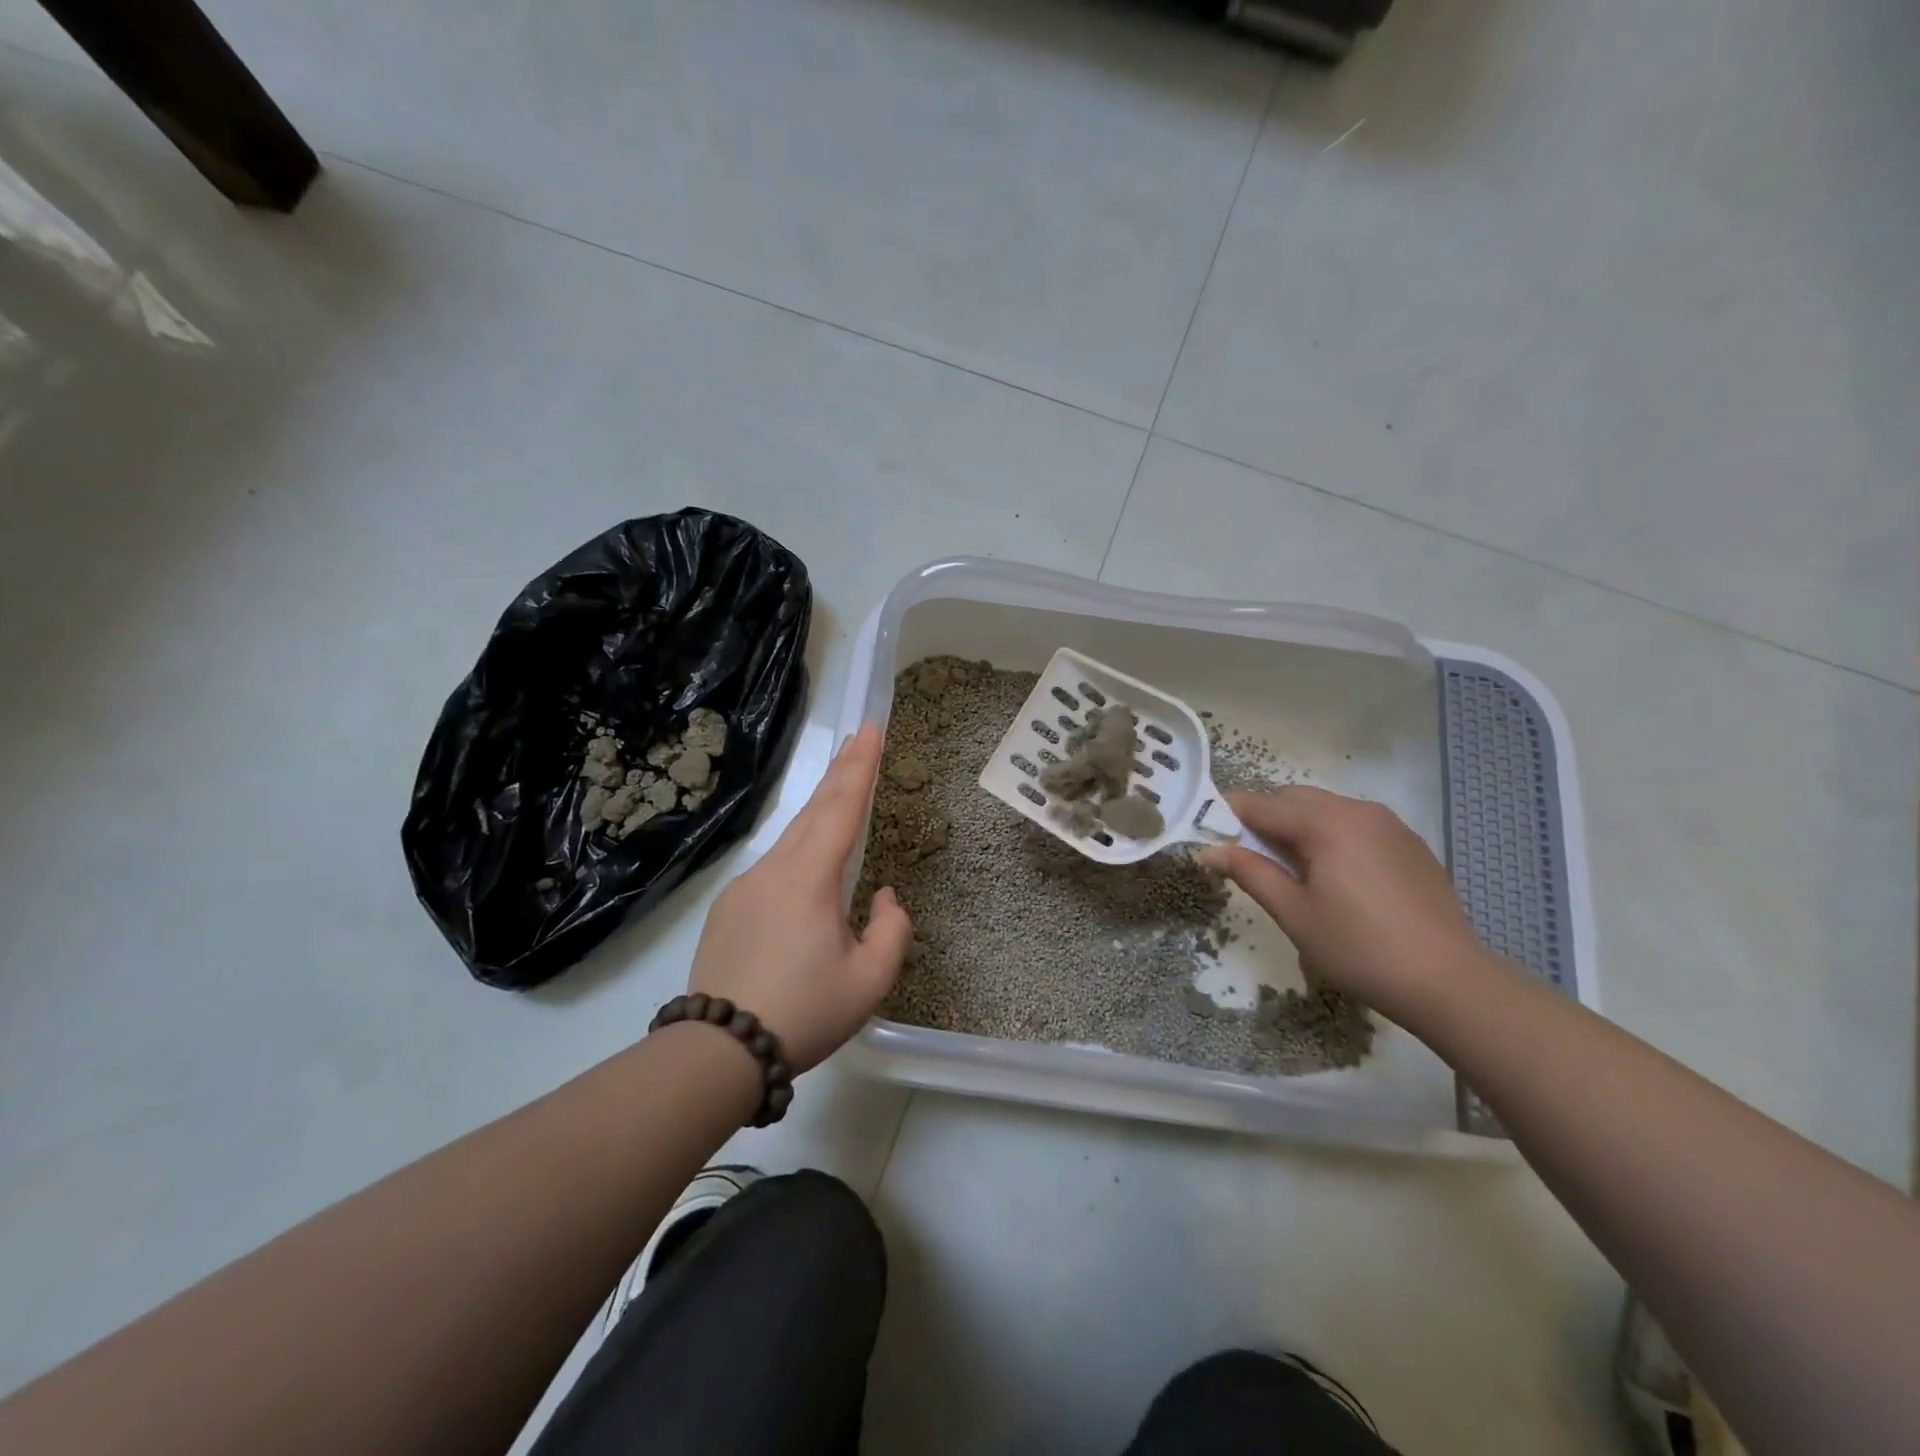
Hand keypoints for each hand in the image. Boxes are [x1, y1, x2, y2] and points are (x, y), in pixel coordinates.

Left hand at [686, 724, 911, 1073]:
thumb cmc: (804, 1012)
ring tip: (840, 795)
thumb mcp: (870, 981)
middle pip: (813, 811)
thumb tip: (882, 896)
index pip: (842, 808)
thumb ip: (891, 929)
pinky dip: (797, 853)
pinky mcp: (727, 909)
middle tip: (858, 739)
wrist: (719, 1051)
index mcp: (809, 878)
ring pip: (790, 839)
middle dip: (839, 772)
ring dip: (818, 813)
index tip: (871, 729)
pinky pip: (772, 869)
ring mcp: (744, 887)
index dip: (860, 767)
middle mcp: (773, 870)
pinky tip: (806, 874)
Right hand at [1198, 786, 1484, 1021]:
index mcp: (1327, 822)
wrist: (1450, 982)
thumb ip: (1249, 872)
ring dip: (1297, 826)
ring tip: (1288, 869)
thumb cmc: (1359, 948)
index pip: (1262, 804)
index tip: (1207, 834)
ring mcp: (1390, 825)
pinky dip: (1330, 836)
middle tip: (1245, 856)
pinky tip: (1332, 876)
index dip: (1228, 816)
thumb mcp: (1294, 913)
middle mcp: (1358, 810)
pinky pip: (1355, 825)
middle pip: (1294, 799)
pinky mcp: (1409, 844)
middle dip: (1263, 818)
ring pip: (1326, 809)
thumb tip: (1208, 850)